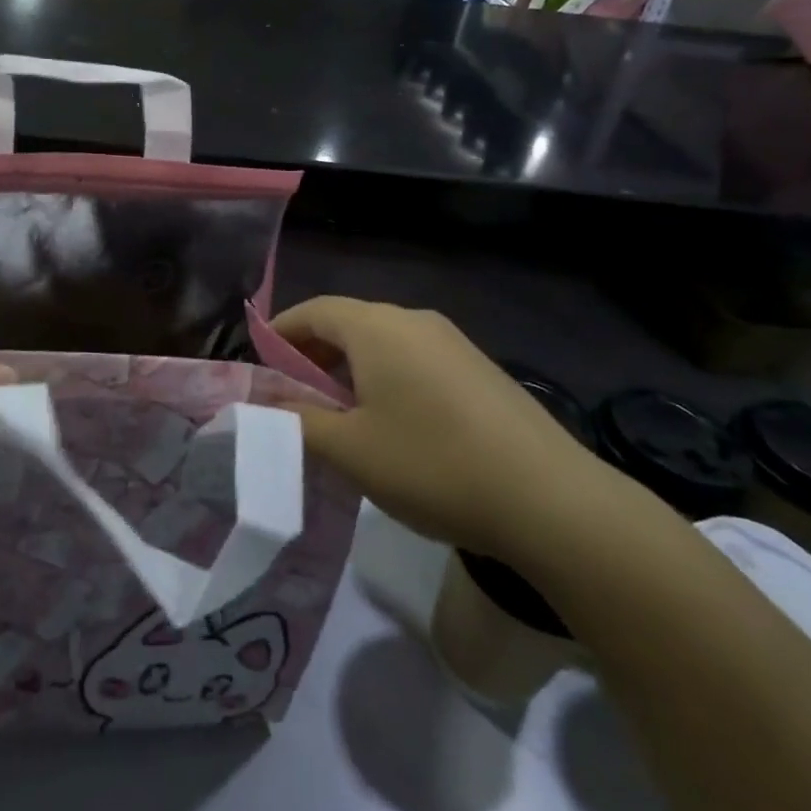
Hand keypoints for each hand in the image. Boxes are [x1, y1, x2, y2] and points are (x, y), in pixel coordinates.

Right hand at [274, 298, 618, 559]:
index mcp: (377, 327)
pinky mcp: (479, 369)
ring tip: (341, 418)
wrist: (550, 500)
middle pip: (348, 324)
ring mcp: (453, 342)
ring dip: (351, 370)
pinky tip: (394, 425)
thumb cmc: (432, 464)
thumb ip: (297, 421)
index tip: (260, 366)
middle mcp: (414, 320)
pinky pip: (416, 360)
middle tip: (295, 400)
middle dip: (314, 356)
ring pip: (383, 344)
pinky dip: (387, 379)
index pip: (313, 311)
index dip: (280, 333)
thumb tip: (264, 404)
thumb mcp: (350, 450)